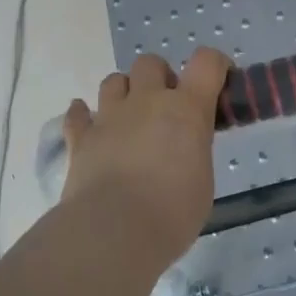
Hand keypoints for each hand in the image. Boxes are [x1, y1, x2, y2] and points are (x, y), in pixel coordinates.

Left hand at [61, 50, 229, 262]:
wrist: (114, 232)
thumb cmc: (172, 212)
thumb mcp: (202, 180)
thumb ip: (194, 150)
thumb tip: (183, 149)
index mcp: (186, 109)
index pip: (206, 62)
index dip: (215, 65)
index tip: (218, 83)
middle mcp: (146, 101)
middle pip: (150, 63)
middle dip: (160, 78)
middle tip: (166, 109)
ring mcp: (110, 116)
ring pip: (113, 80)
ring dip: (124, 93)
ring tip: (130, 119)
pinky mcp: (81, 138)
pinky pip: (77, 115)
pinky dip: (83, 116)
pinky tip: (89, 127)